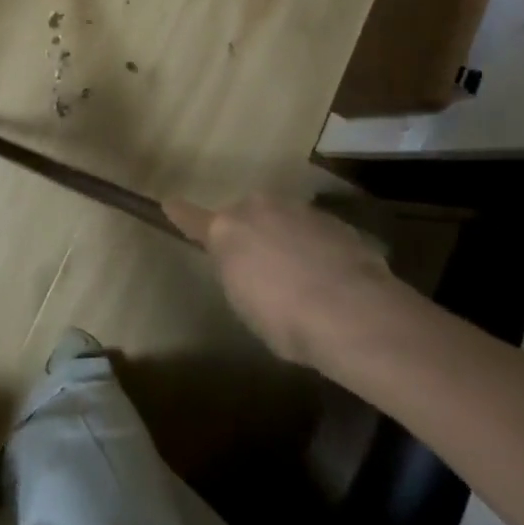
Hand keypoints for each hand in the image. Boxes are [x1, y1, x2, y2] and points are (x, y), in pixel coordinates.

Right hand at [165, 194, 411, 375]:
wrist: (354, 314)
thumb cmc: (286, 320)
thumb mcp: (246, 305)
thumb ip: (239, 276)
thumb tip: (248, 270)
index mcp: (226, 230)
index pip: (192, 218)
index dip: (180, 214)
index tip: (169, 204)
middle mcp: (257, 208)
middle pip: (245, 216)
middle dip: (252, 234)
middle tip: (265, 269)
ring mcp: (298, 209)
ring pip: (283, 220)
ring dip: (287, 239)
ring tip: (305, 279)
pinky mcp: (334, 220)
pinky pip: (315, 232)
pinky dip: (318, 248)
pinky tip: (334, 281)